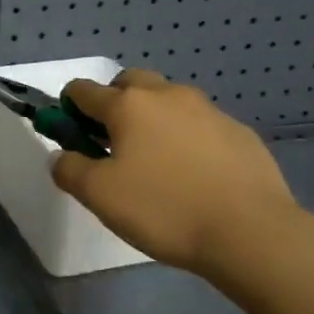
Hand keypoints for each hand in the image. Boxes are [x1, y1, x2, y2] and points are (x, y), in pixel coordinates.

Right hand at [50, 68, 304, 279]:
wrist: (251, 231)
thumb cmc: (164, 209)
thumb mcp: (100, 196)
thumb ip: (70, 170)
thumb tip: (62, 156)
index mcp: (128, 105)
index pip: (83, 90)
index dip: (69, 108)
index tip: (71, 134)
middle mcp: (167, 95)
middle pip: (130, 82)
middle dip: (114, 102)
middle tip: (113, 142)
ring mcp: (208, 110)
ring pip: (168, 101)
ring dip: (153, 118)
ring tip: (156, 161)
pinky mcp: (239, 131)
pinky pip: (200, 124)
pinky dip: (187, 137)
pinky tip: (193, 174)